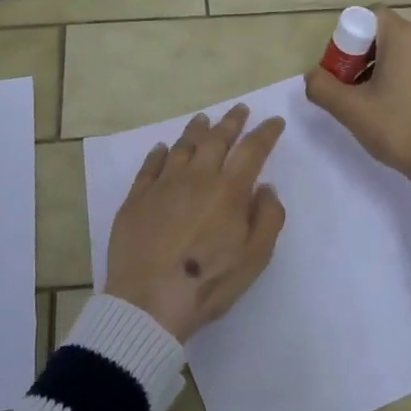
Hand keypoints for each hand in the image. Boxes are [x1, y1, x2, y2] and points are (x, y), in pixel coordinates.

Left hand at [104, 105, 286, 341]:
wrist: (149, 301)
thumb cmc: (209, 282)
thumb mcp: (255, 257)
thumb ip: (268, 217)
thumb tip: (265, 188)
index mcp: (229, 190)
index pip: (252, 150)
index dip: (265, 133)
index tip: (274, 122)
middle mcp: (196, 177)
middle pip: (216, 139)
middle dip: (231, 122)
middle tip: (240, 110)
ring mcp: (162, 185)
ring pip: (182, 146)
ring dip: (196, 130)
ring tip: (204, 120)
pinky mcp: (136, 198)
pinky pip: (150, 166)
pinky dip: (160, 153)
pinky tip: (163, 148)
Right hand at [305, 8, 410, 273]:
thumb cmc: (399, 128)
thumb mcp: (351, 109)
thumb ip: (322, 87)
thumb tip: (313, 76)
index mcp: (403, 36)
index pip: (368, 16)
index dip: (347, 39)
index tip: (340, 71)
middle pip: (382, 34)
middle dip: (359, 57)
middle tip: (349, 91)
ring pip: (399, 53)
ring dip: (378, 71)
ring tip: (369, 106)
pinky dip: (399, 80)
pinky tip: (393, 112)